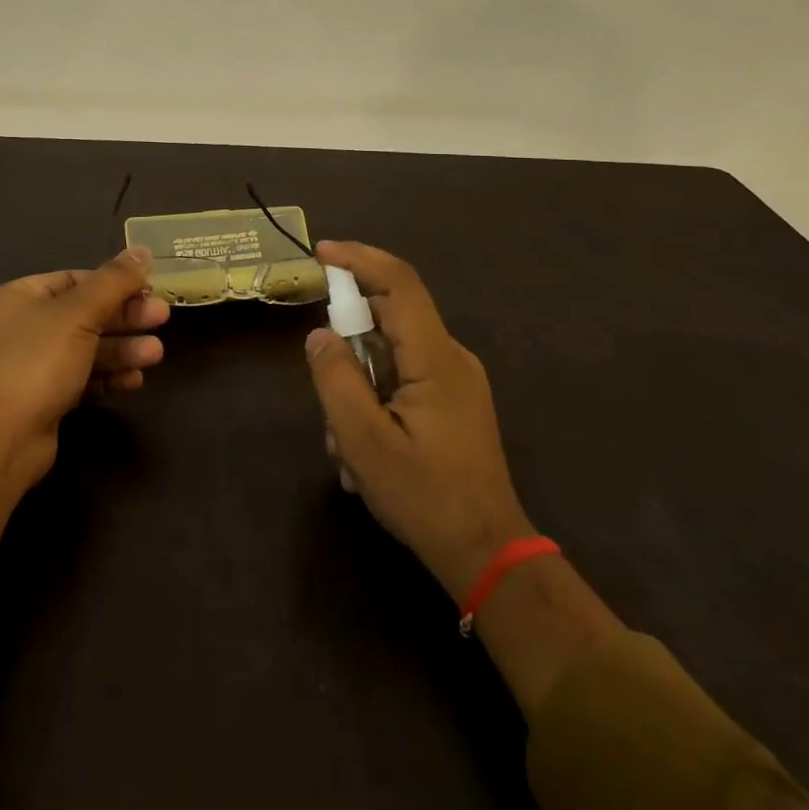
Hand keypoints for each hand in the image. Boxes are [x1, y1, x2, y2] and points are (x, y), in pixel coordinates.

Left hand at [0, 245, 167, 485]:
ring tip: (156, 355)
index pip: (75, 279)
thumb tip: (142, 249)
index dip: (114, 283)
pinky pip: (82, 378)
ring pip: (87, 348)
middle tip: (162, 318)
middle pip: (84, 314)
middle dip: (125, 318)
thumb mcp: (80, 313)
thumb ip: (114, 281)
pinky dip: (108, 376)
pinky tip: (135, 380)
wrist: (1, 440)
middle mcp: (22, 327)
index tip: (148, 288)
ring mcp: (31, 366)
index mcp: (20, 297)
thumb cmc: (37, 361)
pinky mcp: (43, 399)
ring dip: (123, 349)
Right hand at [304, 241, 533, 598]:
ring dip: (359, 385)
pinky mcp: (453, 401)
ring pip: (392, 353)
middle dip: (348, 341)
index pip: (399, 284)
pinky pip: (404, 377)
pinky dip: (375, 398)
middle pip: (392, 317)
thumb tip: (319, 334)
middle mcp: (451, 357)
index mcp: (436, 358)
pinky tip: (363, 451)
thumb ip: (336, 380)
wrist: (489, 556)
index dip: (360, 258)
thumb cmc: (426, 498)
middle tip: (324, 388)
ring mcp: (456, 380)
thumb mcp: (365, 442)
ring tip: (346, 447)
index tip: (321, 253)